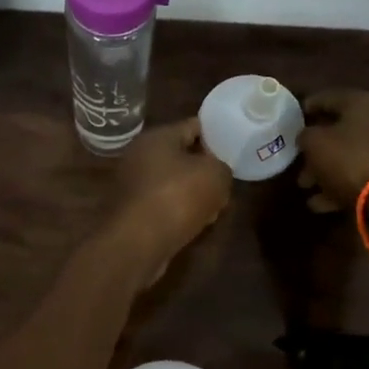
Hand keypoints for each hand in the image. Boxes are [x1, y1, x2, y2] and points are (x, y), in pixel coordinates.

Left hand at [104, 118, 233, 286]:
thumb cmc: (176, 198)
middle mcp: (140, 155)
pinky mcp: (132, 211)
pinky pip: (164, 204)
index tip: (235, 146)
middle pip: (183, 155)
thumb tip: (217, 173)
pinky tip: (198, 224)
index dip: (217, 134)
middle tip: (228, 181)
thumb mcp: (215, 175)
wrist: (136, 243)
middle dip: (206, 169)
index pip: (194, 125)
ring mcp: (133, 184)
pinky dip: (180, 211)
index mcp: (157, 137)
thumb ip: (222, 167)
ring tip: (218, 206)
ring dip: (195, 193)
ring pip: (174, 182)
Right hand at [296, 89, 368, 213]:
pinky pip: (361, 174)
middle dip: (315, 148)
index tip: (293, 119)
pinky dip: (340, 185)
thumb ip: (306, 135)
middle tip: (297, 162)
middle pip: (340, 130)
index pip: (328, 98)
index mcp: (362, 103)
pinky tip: (320, 203)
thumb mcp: (315, 143)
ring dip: (325, 171)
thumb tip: (307, 136)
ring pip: (350, 155)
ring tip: (305, 187)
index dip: (308, 107)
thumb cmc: (349, 159)